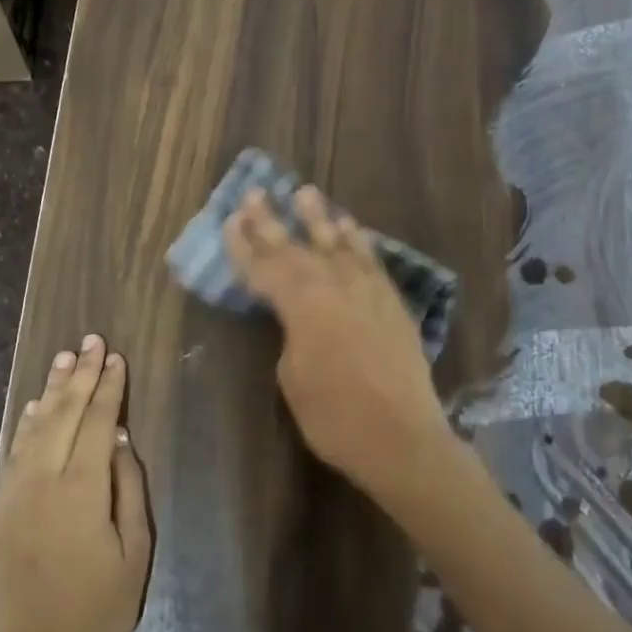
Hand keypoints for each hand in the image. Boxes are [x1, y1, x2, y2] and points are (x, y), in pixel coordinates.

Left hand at [0, 334, 151, 631]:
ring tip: (64, 359)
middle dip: (80, 375)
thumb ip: (128, 487)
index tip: (115, 357)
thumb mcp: (135, 550)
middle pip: (63, 414)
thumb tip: (119, 438)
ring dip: (50, 390)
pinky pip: (13, 453)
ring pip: (34, 427)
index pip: (96, 421)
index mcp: (81, 488)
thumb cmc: (101, 608)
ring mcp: (15, 493)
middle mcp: (43, 480)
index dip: (108, 387)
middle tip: (91, 341)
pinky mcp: (0, 509)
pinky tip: (33, 407)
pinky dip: (24, 424)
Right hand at [225, 186, 451, 486]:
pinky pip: (372, 261)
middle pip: (296, 247)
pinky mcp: (392, 303)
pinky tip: (352, 228)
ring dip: (319, 219)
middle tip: (256, 193)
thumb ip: (291, 335)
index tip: (229, 220)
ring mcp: (367, 291)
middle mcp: (334, 286)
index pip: (264, 268)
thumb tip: (299, 319)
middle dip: (271, 221)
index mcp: (301, 305)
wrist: (402, 438)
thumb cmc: (334, 416)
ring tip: (306, 193)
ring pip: (339, 244)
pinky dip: (359, 242)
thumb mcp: (292, 378)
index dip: (243, 245)